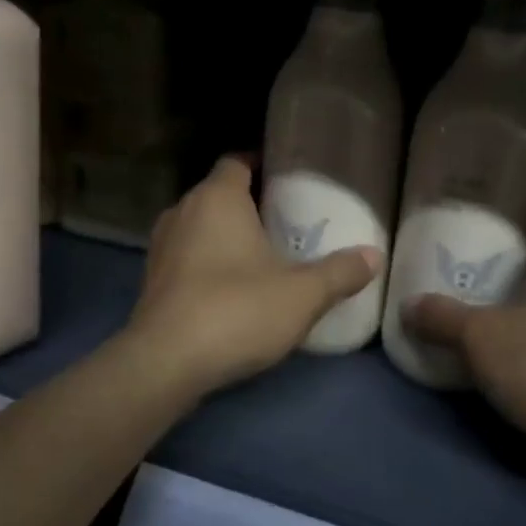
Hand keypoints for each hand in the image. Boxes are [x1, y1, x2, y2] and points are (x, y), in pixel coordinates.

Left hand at [127, 158, 379, 399]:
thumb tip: (374, 256)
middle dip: (248, 204)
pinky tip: (231, 289)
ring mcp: (160, 248)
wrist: (165, 363)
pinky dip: (207, 264)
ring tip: (261, 255)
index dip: (261, 164)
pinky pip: (186, 259)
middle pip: (218, 195)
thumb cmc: (237, 311)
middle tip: (285, 221)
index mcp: (216, 198)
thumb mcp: (302, 295)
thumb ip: (340, 272)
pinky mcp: (151, 282)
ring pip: (199, 228)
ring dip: (225, 237)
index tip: (288, 178)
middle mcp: (181, 212)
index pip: (236, 162)